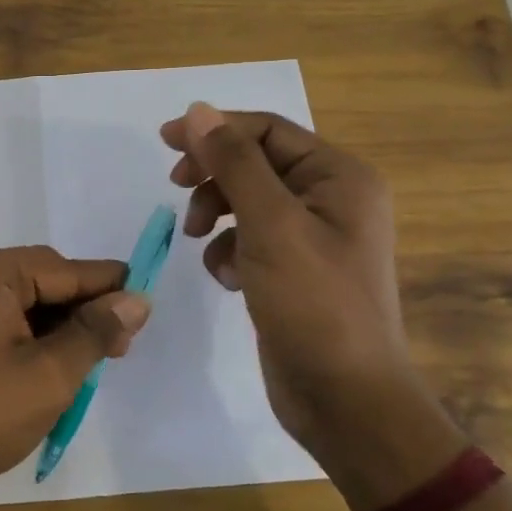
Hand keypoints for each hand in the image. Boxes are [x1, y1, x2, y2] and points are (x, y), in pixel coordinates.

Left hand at [0, 243, 150, 509]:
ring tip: (87, 361)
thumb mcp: (48, 377)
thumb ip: (95, 332)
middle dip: (79, 312)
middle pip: (39, 279)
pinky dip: (23, 332)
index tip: (146, 303)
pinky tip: (45, 359)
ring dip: (53, 325)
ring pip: (17, 297)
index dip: (108, 287)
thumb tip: (136, 299)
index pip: (64, 270)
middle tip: (119, 350)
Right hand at [160, 102, 414, 452]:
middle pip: (256, 162)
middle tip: (175, 188)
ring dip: (216, 214)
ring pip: (247, 201)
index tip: (166, 142)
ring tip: (200, 241)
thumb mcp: (269, 224)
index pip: (267, 130)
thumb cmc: (314, 303)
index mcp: (339, 177)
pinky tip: (228, 279)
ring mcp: (315, 236)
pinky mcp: (296, 270)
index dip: (215, 130)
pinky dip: (229, 250)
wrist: (345, 400)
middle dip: (214, 175)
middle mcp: (332, 198)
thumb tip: (199, 110)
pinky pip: (251, 239)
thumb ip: (233, 163)